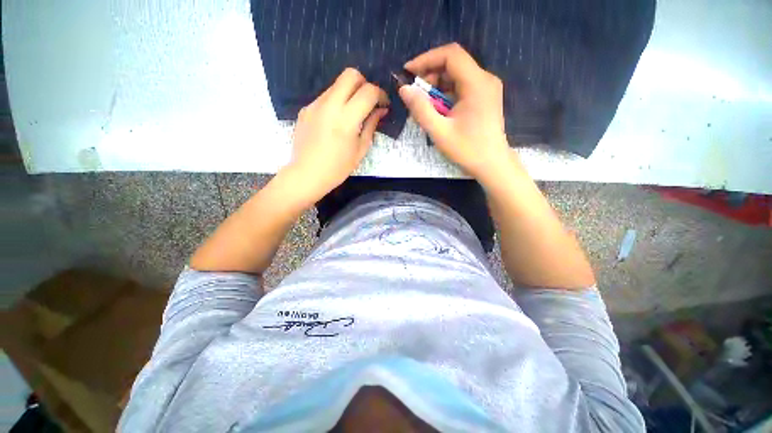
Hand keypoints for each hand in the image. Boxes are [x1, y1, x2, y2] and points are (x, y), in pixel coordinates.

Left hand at [284, 68, 388, 204]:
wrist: (307, 174)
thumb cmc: (338, 168)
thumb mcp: (360, 149)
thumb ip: (371, 125)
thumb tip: (381, 110)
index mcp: (346, 119)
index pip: (368, 91)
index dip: (381, 94)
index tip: (383, 104)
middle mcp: (330, 105)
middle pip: (350, 75)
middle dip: (364, 83)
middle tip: (367, 102)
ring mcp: (315, 104)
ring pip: (336, 84)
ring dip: (349, 93)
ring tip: (351, 114)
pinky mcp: (306, 108)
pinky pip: (325, 97)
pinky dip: (336, 102)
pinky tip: (335, 121)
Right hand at [399, 43, 518, 186]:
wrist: (492, 165)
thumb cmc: (467, 150)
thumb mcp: (439, 131)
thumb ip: (420, 109)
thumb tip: (404, 89)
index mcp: (476, 83)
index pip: (450, 55)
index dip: (426, 59)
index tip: (408, 73)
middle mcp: (484, 79)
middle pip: (453, 65)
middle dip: (430, 76)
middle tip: (415, 96)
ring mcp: (486, 88)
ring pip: (456, 77)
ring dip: (437, 88)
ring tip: (424, 107)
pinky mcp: (485, 98)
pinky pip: (461, 88)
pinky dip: (446, 96)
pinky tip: (437, 111)